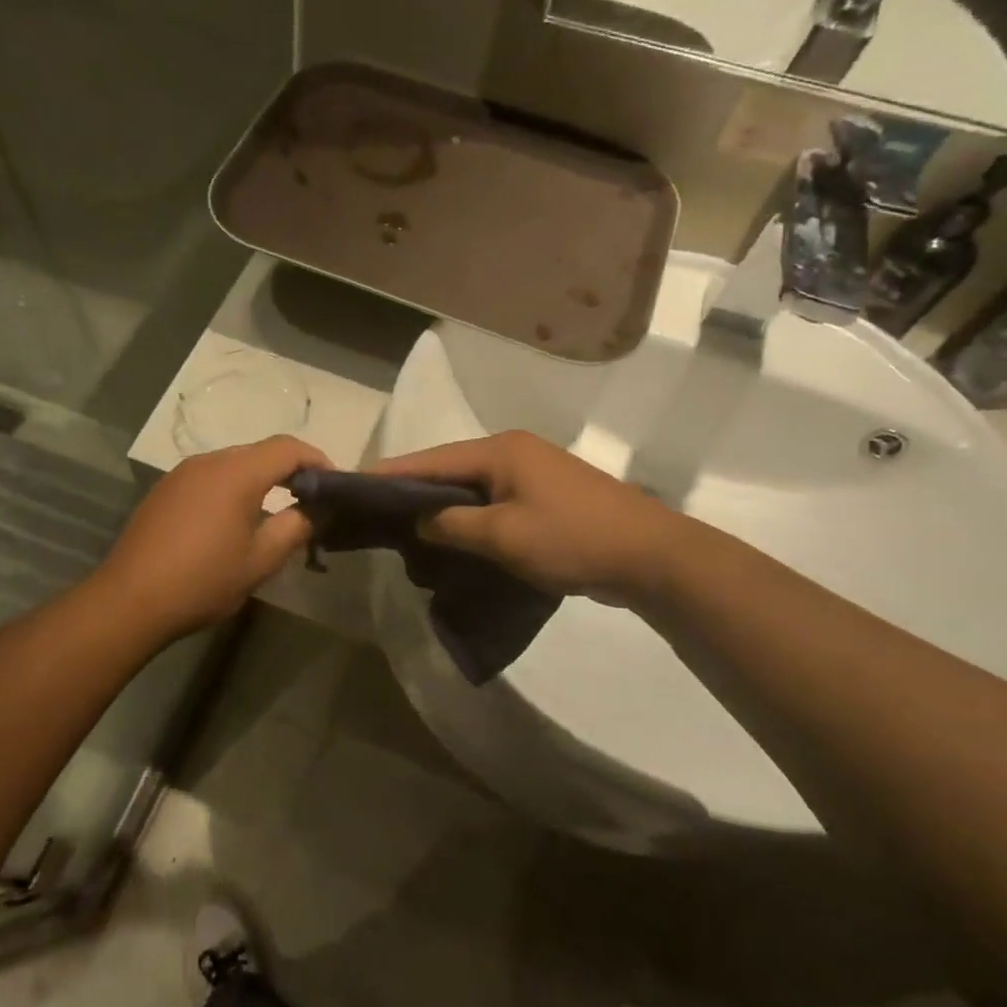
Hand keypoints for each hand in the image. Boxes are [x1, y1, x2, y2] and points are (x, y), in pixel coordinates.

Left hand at [93, 435, 329, 639]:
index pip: (287, 447)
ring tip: (273, 512)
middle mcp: (208, 462)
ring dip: (259, 480)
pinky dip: (231, 489)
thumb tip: (312, 511)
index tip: (334, 485)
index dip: (317, 459)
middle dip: (289, 470)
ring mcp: (181, 474)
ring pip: (232, 464)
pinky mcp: (164, 491)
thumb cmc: (203, 580)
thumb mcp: (260, 561)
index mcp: (236, 472)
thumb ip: (294, 528)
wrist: (129, 600)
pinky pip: (209, 478)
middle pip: (259, 452)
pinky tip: (231, 521)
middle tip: (308, 502)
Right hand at [371, 431, 683, 603]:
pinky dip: (470, 519)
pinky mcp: (545, 497)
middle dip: (414, 492)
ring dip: (442, 509)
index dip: (391, 474)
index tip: (354, 485)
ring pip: (471, 489)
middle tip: (376, 515)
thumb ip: (452, 525)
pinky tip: (453, 539)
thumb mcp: (503, 536)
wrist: (652, 556)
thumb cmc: (572, 538)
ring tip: (407, 531)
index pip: (431, 459)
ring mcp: (532, 474)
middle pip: (449, 470)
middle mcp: (513, 452)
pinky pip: (493, 503)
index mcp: (500, 451)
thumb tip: (418, 520)